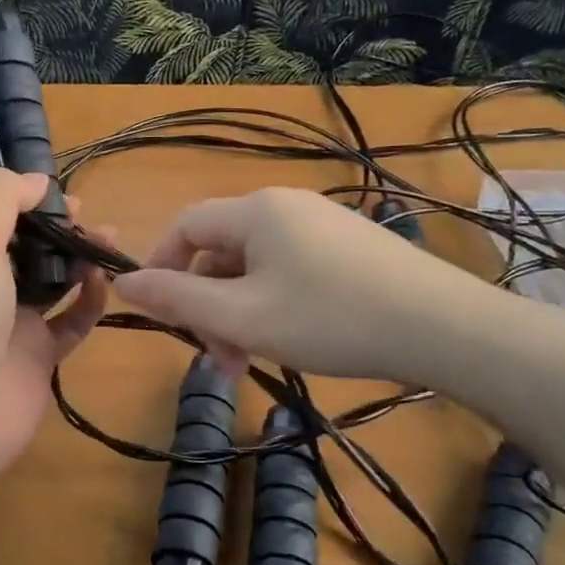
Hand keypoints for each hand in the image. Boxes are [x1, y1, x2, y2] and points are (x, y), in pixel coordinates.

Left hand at [0, 169, 107, 486]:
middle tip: (86, 217)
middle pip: (24, 244)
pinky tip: (105, 283)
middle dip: (56, 226)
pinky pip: (70, 321)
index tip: (53, 190)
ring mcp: (9, 322)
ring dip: (79, 258)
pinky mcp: (37, 356)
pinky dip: (89, 301)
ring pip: (52, 280)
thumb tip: (36, 180)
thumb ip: (0, 197)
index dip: (18, 197)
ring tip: (110, 240)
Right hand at [114, 187, 498, 383]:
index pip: (185, 226)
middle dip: (208, 304)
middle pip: (221, 250)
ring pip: (255, 266)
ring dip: (239, 311)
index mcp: (256, 210)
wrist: (441, 327)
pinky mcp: (349, 246)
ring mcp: (323, 224)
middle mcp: (286, 205)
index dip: (161, 267)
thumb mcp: (241, 316)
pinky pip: (289, 270)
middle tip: (219, 358)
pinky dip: (273, 304)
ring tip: (251, 359)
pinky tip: (290, 339)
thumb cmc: (329, 319)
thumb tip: (122, 283)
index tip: (159, 315)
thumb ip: (176, 299)